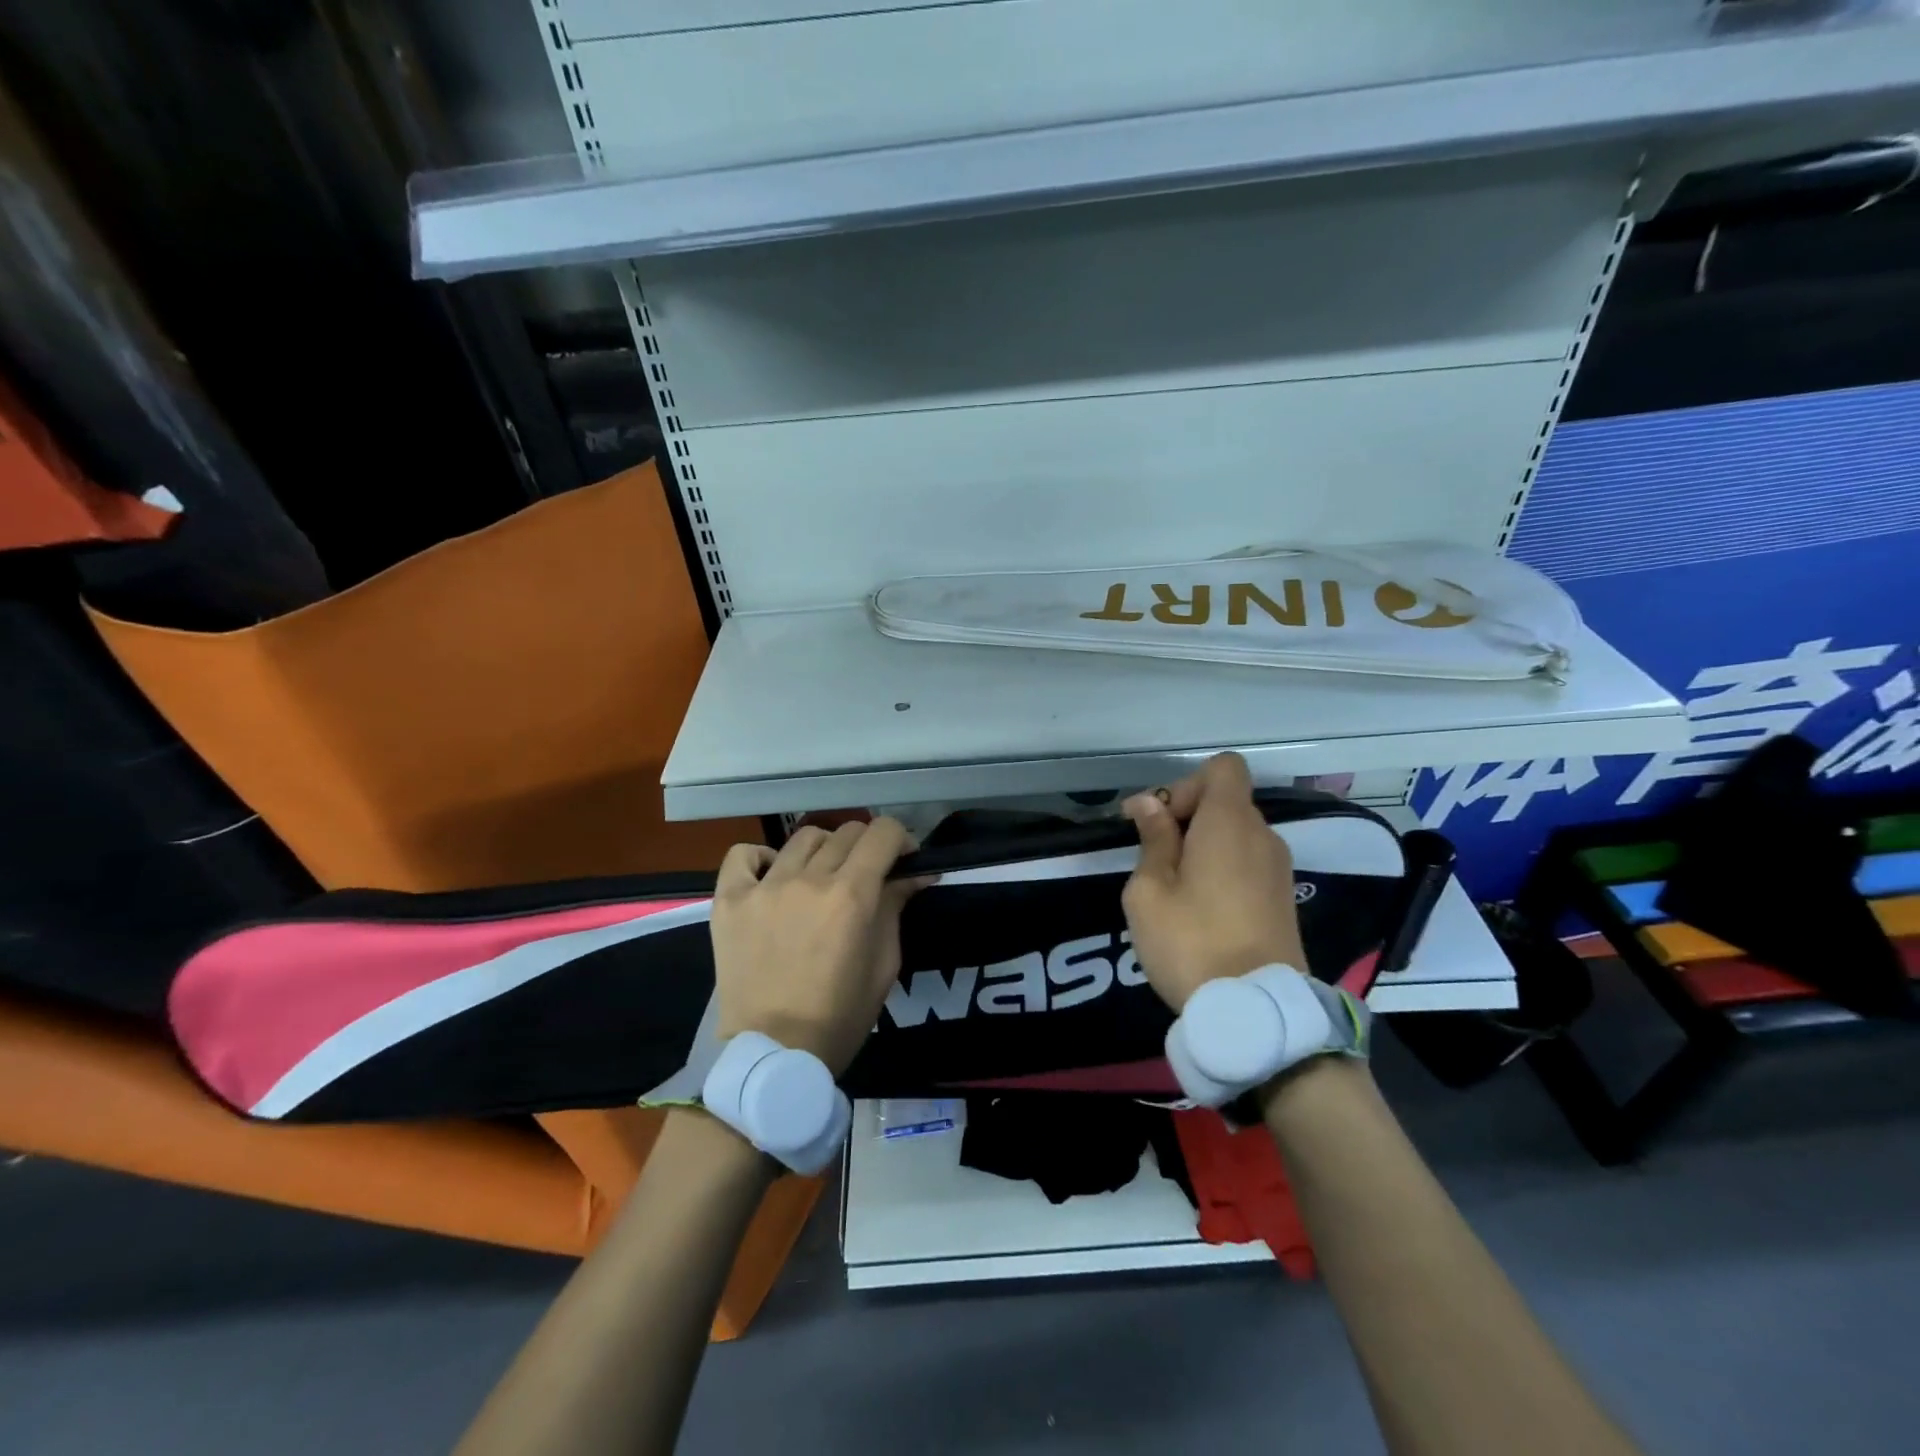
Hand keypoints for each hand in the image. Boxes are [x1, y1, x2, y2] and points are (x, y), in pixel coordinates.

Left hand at [710, 819, 930, 1075]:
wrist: (774, 1054)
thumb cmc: (840, 1016)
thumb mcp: (884, 965)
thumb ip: (896, 908)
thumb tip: (915, 873)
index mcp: (852, 895)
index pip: (884, 833)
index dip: (901, 840)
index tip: (903, 860)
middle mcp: (808, 880)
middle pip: (847, 832)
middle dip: (867, 847)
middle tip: (867, 874)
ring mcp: (764, 887)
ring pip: (803, 838)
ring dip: (824, 850)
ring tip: (821, 876)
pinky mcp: (729, 900)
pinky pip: (742, 855)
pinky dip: (761, 858)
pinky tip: (772, 876)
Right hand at [1120, 752, 1307, 1011]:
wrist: (1257, 1012)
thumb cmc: (1191, 942)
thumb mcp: (1149, 891)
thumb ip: (1153, 840)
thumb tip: (1151, 804)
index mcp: (1230, 823)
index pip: (1222, 767)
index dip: (1185, 784)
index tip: (1156, 821)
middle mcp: (1263, 836)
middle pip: (1226, 801)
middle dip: (1186, 816)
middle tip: (1151, 855)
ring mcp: (1278, 869)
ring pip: (1236, 834)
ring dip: (1202, 845)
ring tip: (1172, 886)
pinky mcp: (1283, 899)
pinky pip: (1248, 862)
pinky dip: (1221, 868)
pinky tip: (1199, 907)